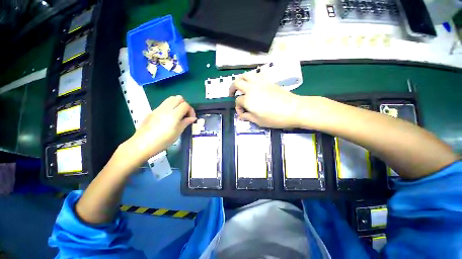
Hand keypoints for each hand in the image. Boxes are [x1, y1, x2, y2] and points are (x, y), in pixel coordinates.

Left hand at [125, 95, 195, 164]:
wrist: (142, 144)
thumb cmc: (163, 141)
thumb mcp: (178, 132)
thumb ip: (186, 122)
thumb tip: (193, 118)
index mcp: (174, 115)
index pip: (185, 105)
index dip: (191, 110)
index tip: (191, 118)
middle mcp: (166, 108)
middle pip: (178, 98)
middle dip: (184, 104)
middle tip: (185, 114)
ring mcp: (158, 109)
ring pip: (170, 99)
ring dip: (177, 104)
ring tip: (178, 114)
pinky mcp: (152, 111)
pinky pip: (164, 104)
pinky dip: (170, 107)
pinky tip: (168, 118)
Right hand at [229, 73, 303, 127]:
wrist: (294, 109)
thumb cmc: (275, 118)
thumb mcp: (258, 121)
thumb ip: (247, 117)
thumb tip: (241, 115)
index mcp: (248, 100)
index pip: (238, 101)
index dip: (238, 108)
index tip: (242, 113)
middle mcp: (251, 88)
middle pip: (236, 83)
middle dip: (231, 88)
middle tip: (232, 94)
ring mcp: (260, 83)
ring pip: (245, 75)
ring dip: (240, 80)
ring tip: (241, 87)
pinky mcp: (268, 81)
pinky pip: (256, 75)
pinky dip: (251, 78)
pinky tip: (253, 85)